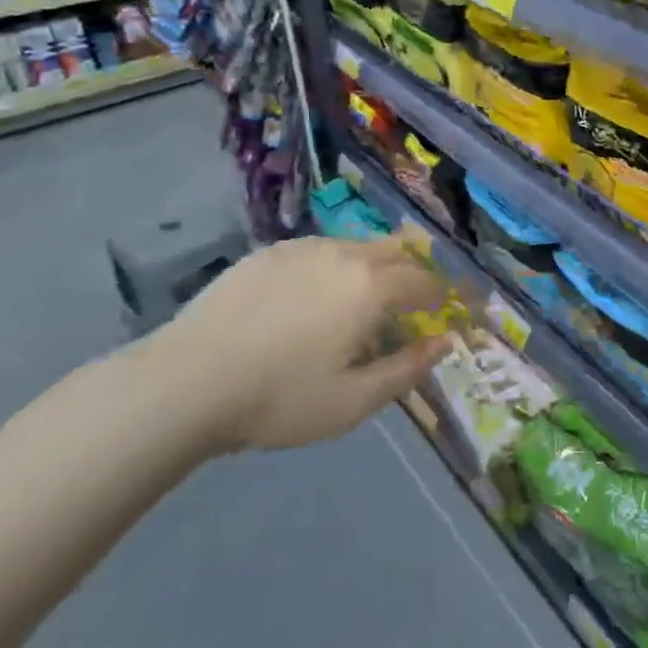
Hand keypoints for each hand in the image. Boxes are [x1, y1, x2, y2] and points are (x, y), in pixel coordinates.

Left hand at [149, 233, 449, 453]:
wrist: (186, 381)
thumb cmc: (278, 399)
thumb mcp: (353, 401)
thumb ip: (406, 369)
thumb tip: (445, 343)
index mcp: (371, 288)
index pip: (426, 282)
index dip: (449, 295)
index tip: (461, 307)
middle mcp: (345, 254)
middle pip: (397, 250)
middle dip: (416, 271)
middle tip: (418, 300)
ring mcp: (303, 248)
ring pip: (357, 247)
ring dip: (375, 267)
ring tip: (365, 300)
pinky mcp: (269, 252)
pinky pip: (319, 251)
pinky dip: (336, 267)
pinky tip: (314, 298)